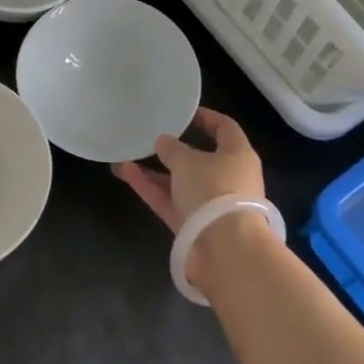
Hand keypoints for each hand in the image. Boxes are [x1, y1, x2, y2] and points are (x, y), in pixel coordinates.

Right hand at [112, 107, 264, 234]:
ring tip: (125, 156)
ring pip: (179, 181)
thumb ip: (172, 148)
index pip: (225, 128)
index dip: (206, 118)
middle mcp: (228, 178)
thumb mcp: (188, 162)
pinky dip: (150, 188)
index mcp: (238, 155)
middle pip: (199, 158)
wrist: (226, 250)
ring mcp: (210, 204)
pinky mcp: (193, 225)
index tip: (184, 113)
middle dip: (172, 149)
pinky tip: (125, 172)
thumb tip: (163, 141)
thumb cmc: (214, 191)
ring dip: (154, 170)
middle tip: (150, 137)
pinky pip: (169, 200)